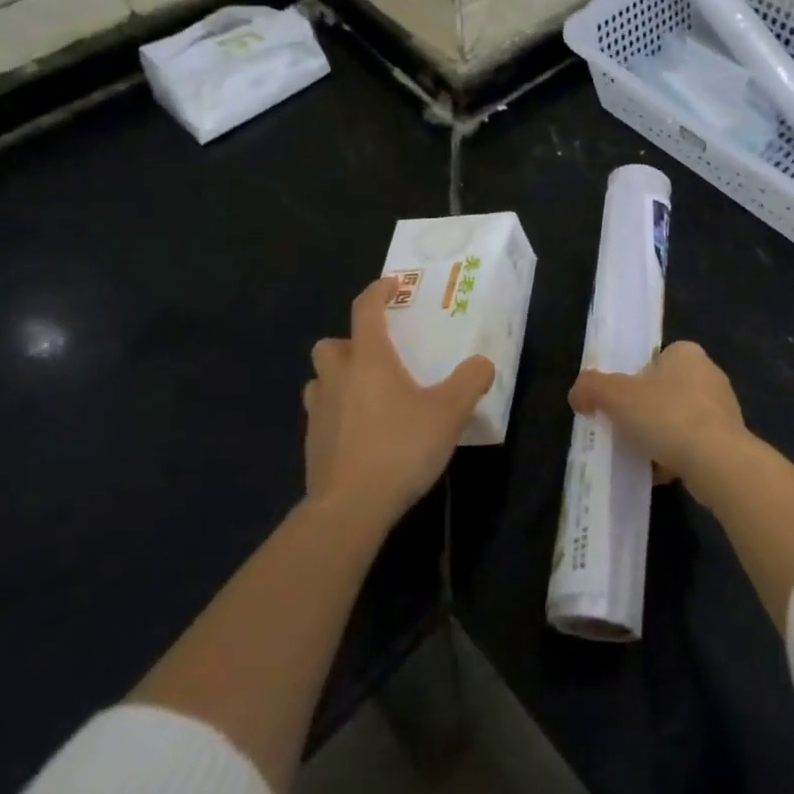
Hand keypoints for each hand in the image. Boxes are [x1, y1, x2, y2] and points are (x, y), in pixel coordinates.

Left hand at [303, 279, 494, 528]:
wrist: (350, 508)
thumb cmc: (400, 447)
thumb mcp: (449, 412)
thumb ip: (470, 382)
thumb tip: (483, 363)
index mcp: (369, 358)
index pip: (366, 309)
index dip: (378, 291)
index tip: (392, 285)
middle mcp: (338, 377)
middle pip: (331, 344)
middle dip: (349, 343)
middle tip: (376, 356)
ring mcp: (319, 412)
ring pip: (320, 380)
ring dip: (338, 380)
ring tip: (366, 395)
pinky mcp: (311, 445)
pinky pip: (321, 416)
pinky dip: (336, 415)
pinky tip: (360, 434)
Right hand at [568, 341, 747, 496]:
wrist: (717, 463)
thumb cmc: (667, 416)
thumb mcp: (617, 396)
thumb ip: (592, 387)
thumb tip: (577, 394)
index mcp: (686, 353)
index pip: (655, 359)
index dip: (634, 379)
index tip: (620, 402)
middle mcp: (709, 374)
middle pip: (665, 390)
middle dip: (646, 411)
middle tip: (625, 429)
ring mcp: (723, 409)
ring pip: (679, 420)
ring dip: (661, 436)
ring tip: (639, 454)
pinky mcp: (730, 441)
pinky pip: (694, 445)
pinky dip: (676, 457)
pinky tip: (659, 472)